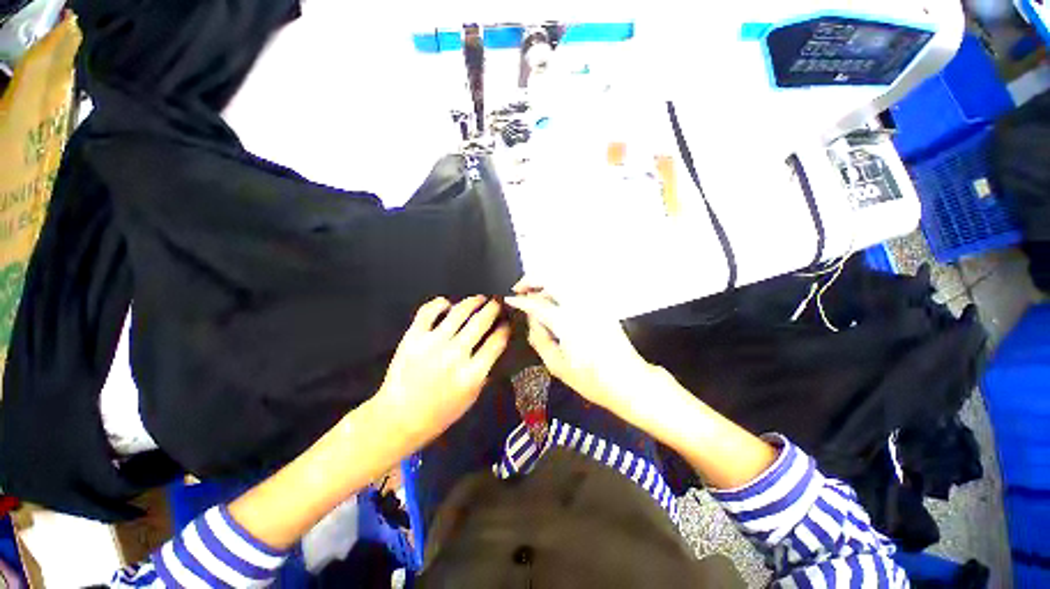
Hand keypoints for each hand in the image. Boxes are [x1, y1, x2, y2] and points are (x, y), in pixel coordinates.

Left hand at [375, 296, 509, 449]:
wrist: (399, 418)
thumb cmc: (440, 413)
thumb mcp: (471, 397)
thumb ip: (485, 371)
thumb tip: (495, 347)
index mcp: (471, 374)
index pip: (496, 341)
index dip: (505, 328)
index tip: (507, 322)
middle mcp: (455, 354)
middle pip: (481, 321)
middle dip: (493, 308)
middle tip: (498, 302)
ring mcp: (432, 343)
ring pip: (459, 311)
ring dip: (473, 301)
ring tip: (480, 299)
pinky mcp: (413, 337)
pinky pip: (429, 311)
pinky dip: (440, 303)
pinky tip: (448, 304)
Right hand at [505, 282, 660, 423]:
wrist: (629, 380)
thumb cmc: (591, 379)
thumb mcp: (557, 365)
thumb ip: (539, 338)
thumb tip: (531, 319)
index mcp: (567, 323)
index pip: (537, 304)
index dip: (520, 300)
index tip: (508, 298)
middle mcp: (581, 306)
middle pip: (553, 280)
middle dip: (533, 280)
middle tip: (520, 289)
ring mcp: (593, 304)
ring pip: (565, 280)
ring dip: (546, 282)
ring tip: (534, 293)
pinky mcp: (601, 306)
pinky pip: (576, 289)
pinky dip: (560, 287)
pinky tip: (554, 299)